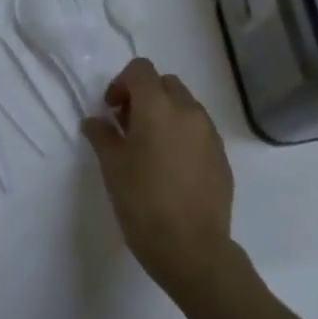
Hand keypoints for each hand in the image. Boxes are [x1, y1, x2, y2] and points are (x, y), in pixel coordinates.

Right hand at [82, 59, 236, 303]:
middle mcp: (188, 111)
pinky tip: (172, 168)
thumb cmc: (143, 202)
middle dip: (145, 96)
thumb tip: (95, 121)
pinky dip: (183, 135)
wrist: (192, 249)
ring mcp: (210, 133)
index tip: (112, 111)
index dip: (122, 83)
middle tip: (129, 127)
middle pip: (165, 83)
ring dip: (166, 114)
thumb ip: (102, 135)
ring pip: (185, 106)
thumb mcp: (112, 167)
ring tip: (150, 149)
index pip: (140, 70)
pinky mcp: (222, 157)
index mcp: (158, 106)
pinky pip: (199, 131)